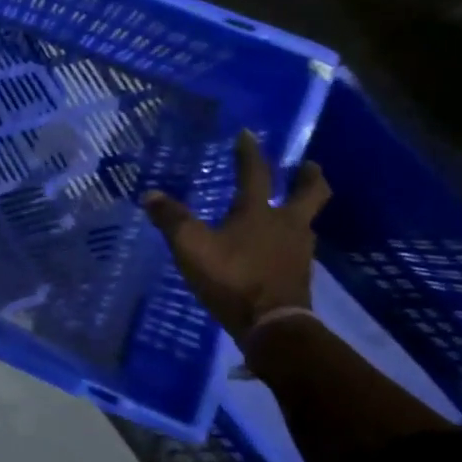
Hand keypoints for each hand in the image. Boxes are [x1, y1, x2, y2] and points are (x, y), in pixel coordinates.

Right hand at [143, 129, 329, 345]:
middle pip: (310, 194)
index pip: (256, 173)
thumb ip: (171, 219)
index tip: (249, 134)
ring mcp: (298, 252)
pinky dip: (291, 239)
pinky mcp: (299, 276)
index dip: (251, 152)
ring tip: (291, 207)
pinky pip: (298, 247)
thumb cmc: (232, 278)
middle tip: (309, 166)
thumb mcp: (191, 247)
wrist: (273, 328)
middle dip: (309, 178)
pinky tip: (278, 246)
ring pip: (306, 222)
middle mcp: (286, 225)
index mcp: (259, 212)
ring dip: (301, 210)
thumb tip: (150, 194)